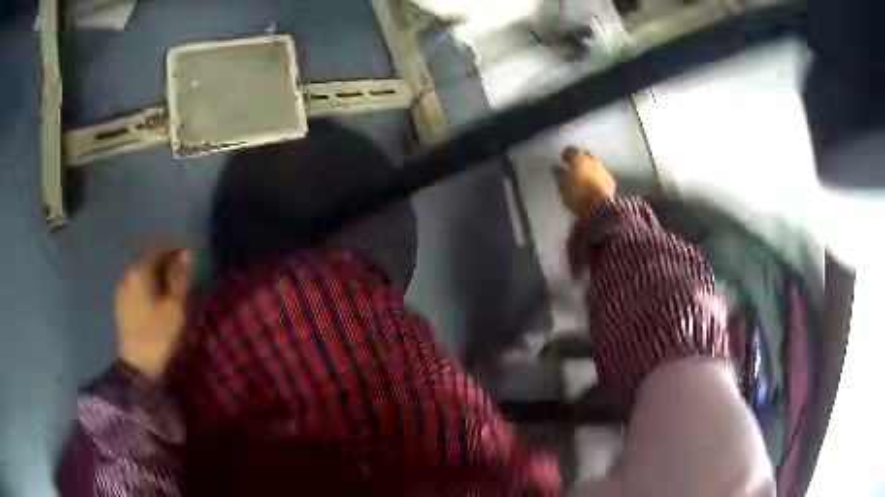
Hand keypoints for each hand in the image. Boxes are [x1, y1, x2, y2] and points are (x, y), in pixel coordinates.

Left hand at [115, 249, 191, 378]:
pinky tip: (155, 295)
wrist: (138, 365)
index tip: (188, 256)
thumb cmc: (158, 333)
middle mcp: (127, 273)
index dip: (174, 250)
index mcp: (140, 270)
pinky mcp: (121, 303)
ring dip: (155, 273)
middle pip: (147, 258)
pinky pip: (135, 284)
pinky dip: (147, 284)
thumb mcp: (175, 306)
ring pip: (140, 271)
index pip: (158, 249)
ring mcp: (122, 288)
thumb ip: (180, 277)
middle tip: (180, 270)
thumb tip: (187, 253)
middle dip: (164, 260)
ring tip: (169, 283)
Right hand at [557, 147, 616, 214]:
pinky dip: (597, 177)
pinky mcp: (610, 180)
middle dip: (579, 159)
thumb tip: (556, 168)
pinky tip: (593, 185)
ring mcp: (603, 169)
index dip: (565, 155)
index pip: (570, 150)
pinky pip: (601, 174)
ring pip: (594, 164)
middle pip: (584, 154)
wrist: (600, 209)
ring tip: (583, 177)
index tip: (562, 160)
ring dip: (589, 168)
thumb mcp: (563, 187)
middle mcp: (592, 160)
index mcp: (578, 159)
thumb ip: (559, 175)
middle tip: (573, 167)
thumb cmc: (578, 196)